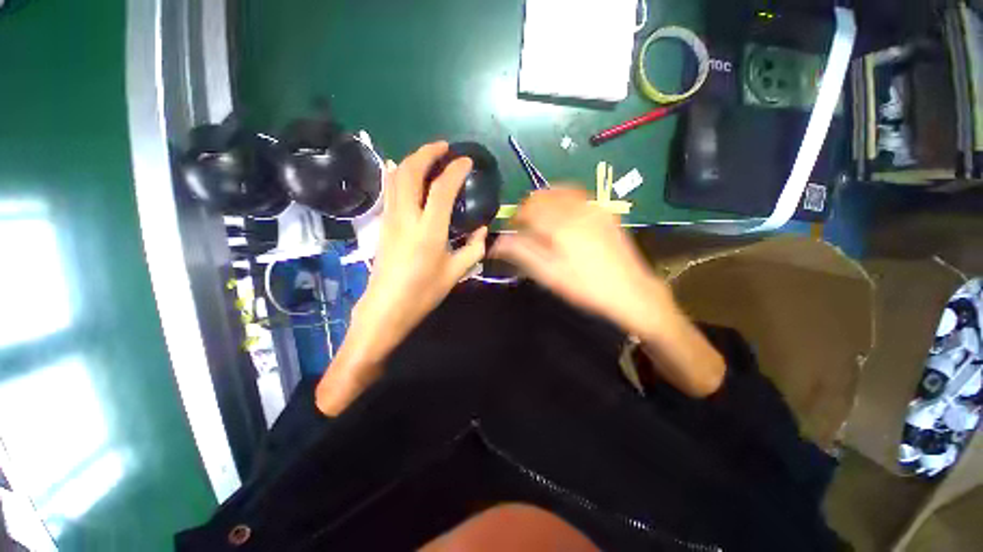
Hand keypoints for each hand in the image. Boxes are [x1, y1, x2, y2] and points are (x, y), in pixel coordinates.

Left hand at [317, 141, 486, 414]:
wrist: (386, 307)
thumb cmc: (423, 292)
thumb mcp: (456, 272)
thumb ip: (474, 248)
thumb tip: (482, 230)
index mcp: (429, 230)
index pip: (441, 188)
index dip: (455, 170)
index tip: (466, 161)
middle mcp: (406, 217)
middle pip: (410, 171)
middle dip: (426, 152)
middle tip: (443, 147)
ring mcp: (390, 218)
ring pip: (395, 177)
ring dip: (412, 160)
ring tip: (428, 156)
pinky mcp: (383, 224)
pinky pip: (389, 190)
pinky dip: (397, 174)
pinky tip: (402, 171)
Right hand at [491, 187, 671, 335]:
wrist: (630, 290)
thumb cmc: (585, 286)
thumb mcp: (550, 275)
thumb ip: (522, 253)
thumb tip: (497, 242)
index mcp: (560, 225)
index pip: (527, 209)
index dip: (515, 218)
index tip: (512, 230)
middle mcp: (576, 209)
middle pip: (542, 196)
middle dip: (528, 208)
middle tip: (524, 227)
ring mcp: (593, 207)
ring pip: (559, 192)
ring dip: (544, 202)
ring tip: (541, 221)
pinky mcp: (604, 211)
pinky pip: (576, 195)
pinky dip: (562, 200)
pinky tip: (561, 216)